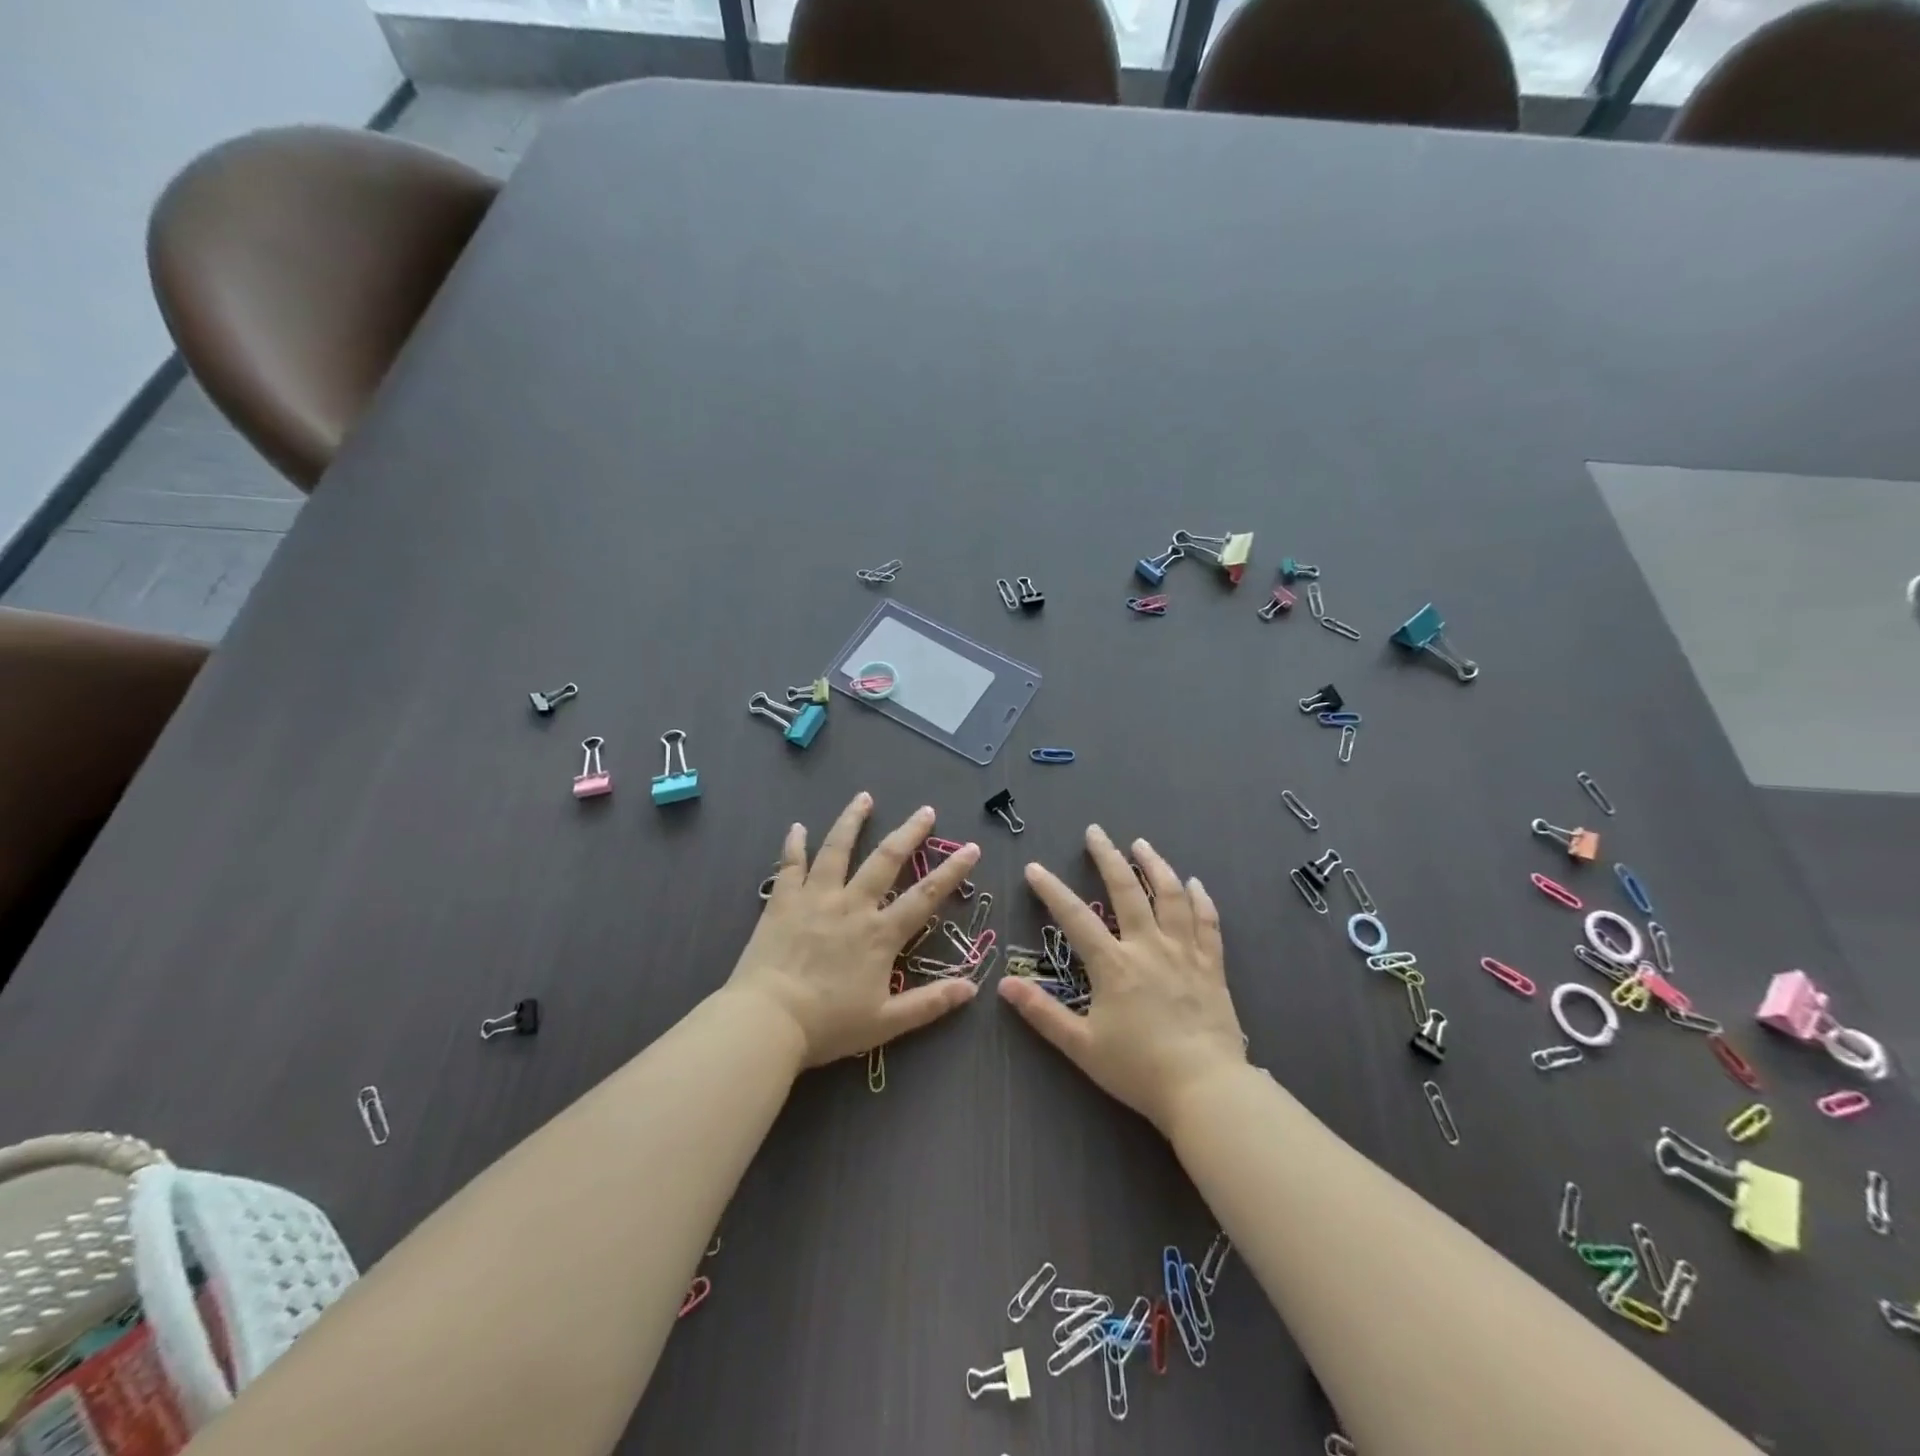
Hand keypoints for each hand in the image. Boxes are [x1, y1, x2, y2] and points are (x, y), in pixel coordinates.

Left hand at [726, 793, 981, 1066]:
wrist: (767, 1021)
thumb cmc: (828, 1025)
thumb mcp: (886, 1023)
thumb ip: (930, 1003)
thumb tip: (972, 988)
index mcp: (880, 933)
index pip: (925, 896)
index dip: (951, 871)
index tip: (971, 848)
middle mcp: (852, 905)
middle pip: (886, 860)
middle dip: (909, 833)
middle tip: (925, 810)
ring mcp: (816, 898)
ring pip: (838, 849)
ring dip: (852, 821)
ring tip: (864, 797)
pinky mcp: (782, 901)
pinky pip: (789, 865)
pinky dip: (793, 844)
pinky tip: (797, 827)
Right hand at [999, 826, 1245, 1133]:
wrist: (1206, 1090)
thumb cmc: (1139, 1069)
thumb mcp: (1082, 1046)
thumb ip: (1043, 1013)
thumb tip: (1005, 984)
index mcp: (1114, 964)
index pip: (1075, 917)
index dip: (1052, 890)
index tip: (1035, 867)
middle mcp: (1148, 947)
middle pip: (1126, 890)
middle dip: (1107, 857)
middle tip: (1096, 832)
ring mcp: (1184, 952)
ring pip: (1170, 895)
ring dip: (1154, 865)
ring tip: (1141, 844)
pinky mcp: (1211, 965)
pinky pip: (1207, 922)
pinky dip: (1200, 898)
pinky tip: (1194, 883)